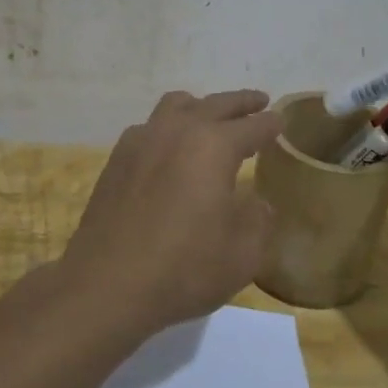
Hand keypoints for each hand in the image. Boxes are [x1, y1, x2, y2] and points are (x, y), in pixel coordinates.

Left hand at [61, 90, 282, 335]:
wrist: (107, 285)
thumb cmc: (183, 269)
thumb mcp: (241, 254)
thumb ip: (257, 220)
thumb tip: (257, 203)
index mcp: (213, 146)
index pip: (252, 126)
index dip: (271, 124)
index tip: (281, 121)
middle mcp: (176, 131)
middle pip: (215, 104)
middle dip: (241, 103)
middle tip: (258, 102)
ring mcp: (141, 141)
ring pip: (176, 106)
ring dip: (200, 107)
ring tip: (210, 117)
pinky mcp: (116, 159)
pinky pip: (149, 127)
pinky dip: (169, 127)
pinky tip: (170, 149)